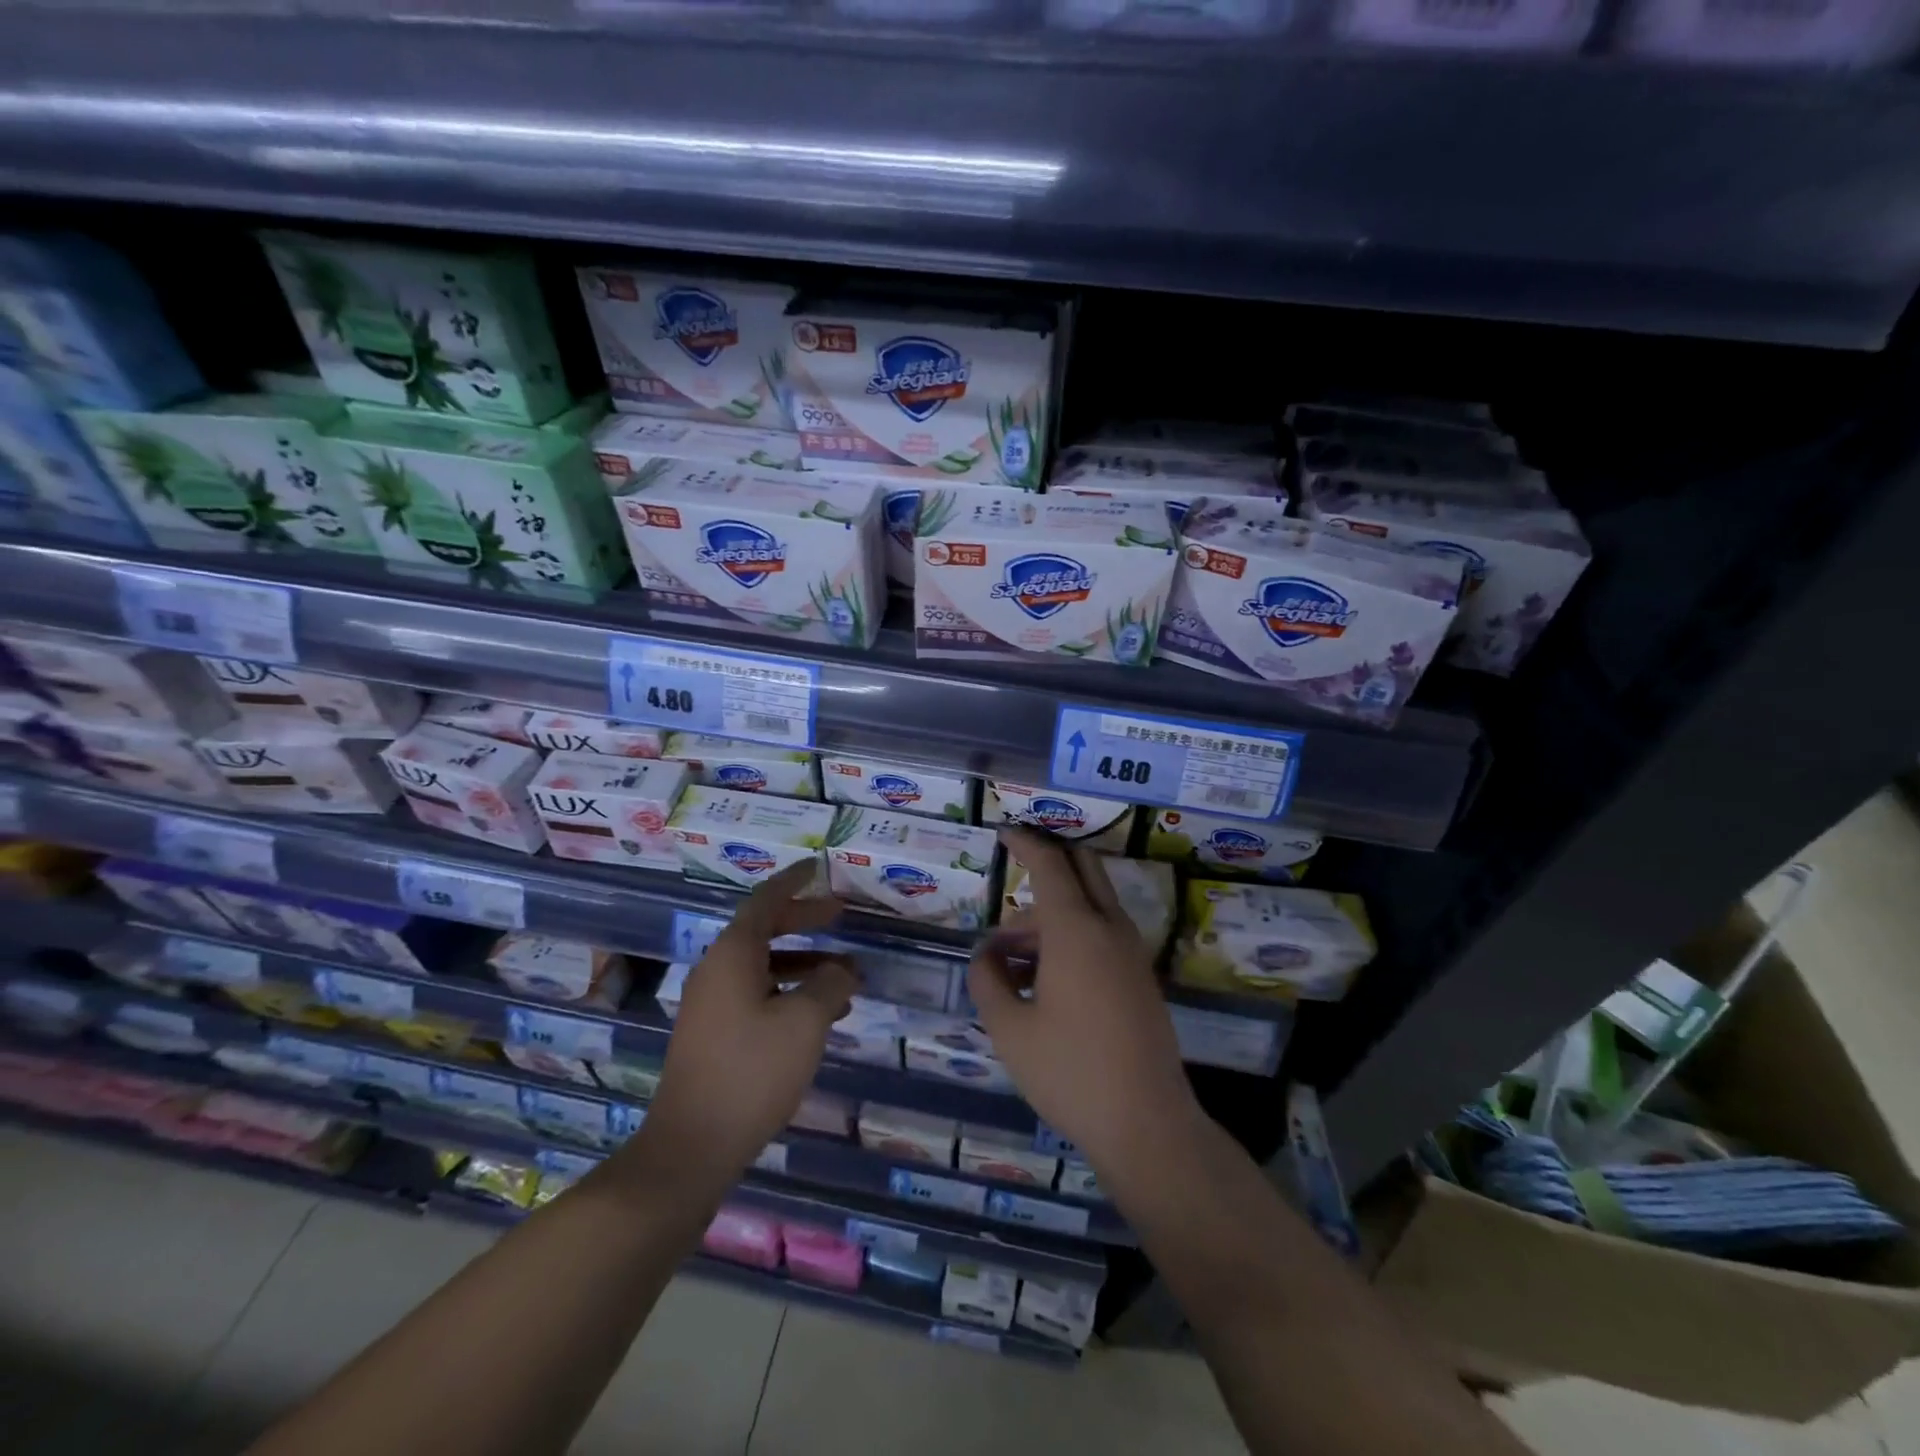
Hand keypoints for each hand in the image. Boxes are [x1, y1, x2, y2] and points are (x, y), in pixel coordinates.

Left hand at [639, 860, 856, 1187]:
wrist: (692, 1146)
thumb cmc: (751, 1072)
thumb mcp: (805, 1022)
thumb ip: (830, 985)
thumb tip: (843, 970)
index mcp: (733, 954)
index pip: (766, 900)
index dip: (794, 881)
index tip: (818, 867)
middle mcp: (717, 970)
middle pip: (764, 930)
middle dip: (805, 921)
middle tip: (841, 916)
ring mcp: (711, 1004)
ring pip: (764, 965)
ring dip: (805, 963)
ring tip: (847, 976)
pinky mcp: (714, 1034)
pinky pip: (757, 994)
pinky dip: (790, 991)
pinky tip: (821, 1014)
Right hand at [968, 829, 1200, 1170]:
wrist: (1148, 1125)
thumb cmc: (1070, 1072)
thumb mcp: (1009, 1029)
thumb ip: (988, 980)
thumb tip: (986, 953)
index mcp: (1076, 929)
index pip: (1050, 863)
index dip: (1025, 842)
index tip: (1004, 832)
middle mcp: (1110, 928)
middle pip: (1082, 869)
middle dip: (1047, 864)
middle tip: (1011, 877)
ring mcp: (1131, 952)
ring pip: (1090, 905)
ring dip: (1051, 914)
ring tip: (1007, 960)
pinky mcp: (1140, 977)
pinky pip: (1102, 933)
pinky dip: (1071, 935)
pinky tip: (1040, 980)